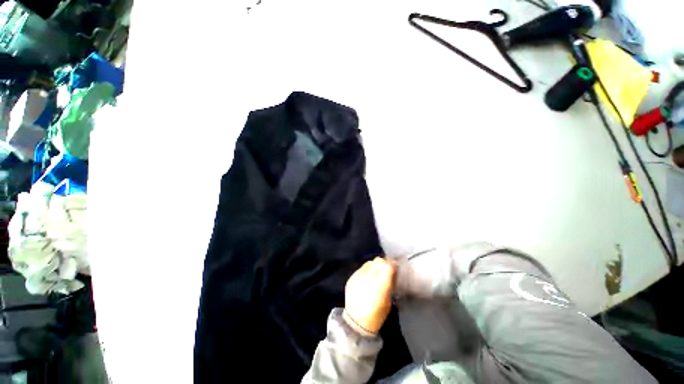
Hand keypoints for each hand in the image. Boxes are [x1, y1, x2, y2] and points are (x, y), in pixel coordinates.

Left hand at [344, 257, 395, 333]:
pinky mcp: (351, 278)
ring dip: (374, 266)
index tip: (393, 266)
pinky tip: (366, 278)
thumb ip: (389, 284)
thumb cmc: (376, 314)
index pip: (388, 265)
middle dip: (383, 264)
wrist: (356, 323)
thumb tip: (392, 271)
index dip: (391, 264)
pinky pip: (361, 269)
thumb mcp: (388, 300)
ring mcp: (358, 277)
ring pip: (369, 263)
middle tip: (384, 270)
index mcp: (381, 285)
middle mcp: (369, 277)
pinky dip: (365, 271)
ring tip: (375, 273)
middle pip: (378, 261)